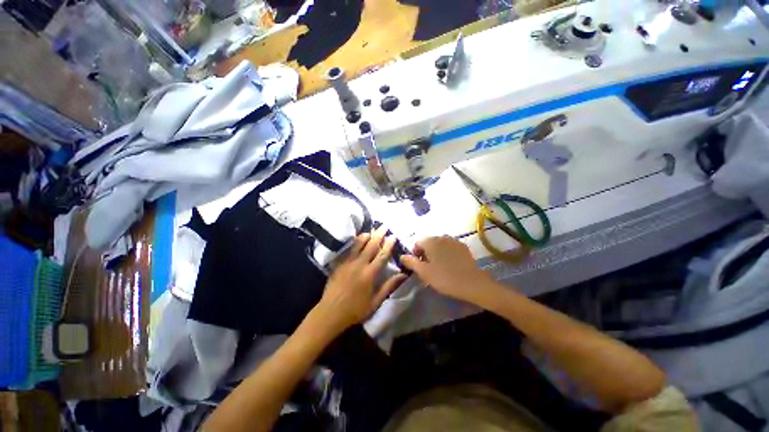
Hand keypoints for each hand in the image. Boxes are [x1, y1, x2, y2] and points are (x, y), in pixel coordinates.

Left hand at [315, 227, 407, 333]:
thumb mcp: (376, 302)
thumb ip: (389, 286)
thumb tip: (403, 275)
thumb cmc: (356, 309)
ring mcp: (347, 263)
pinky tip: (356, 239)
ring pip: (358, 245)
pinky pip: (347, 249)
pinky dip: (354, 242)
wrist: (331, 312)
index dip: (388, 245)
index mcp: (370, 274)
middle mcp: (359, 264)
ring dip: (366, 236)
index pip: (382, 255)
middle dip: (379, 235)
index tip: (393, 236)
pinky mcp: (339, 264)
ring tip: (371, 230)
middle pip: (371, 246)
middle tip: (384, 226)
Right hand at [400, 236, 492, 303]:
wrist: (473, 283)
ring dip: (436, 253)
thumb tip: (402, 256)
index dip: (415, 254)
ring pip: (439, 244)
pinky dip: (446, 253)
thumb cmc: (445, 278)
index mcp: (430, 241)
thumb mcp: (424, 272)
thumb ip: (411, 262)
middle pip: (428, 242)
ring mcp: (454, 240)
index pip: (417, 243)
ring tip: (440, 267)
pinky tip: (450, 264)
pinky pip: (449, 247)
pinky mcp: (463, 246)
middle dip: (426, 253)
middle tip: (429, 268)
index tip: (419, 267)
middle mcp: (441, 237)